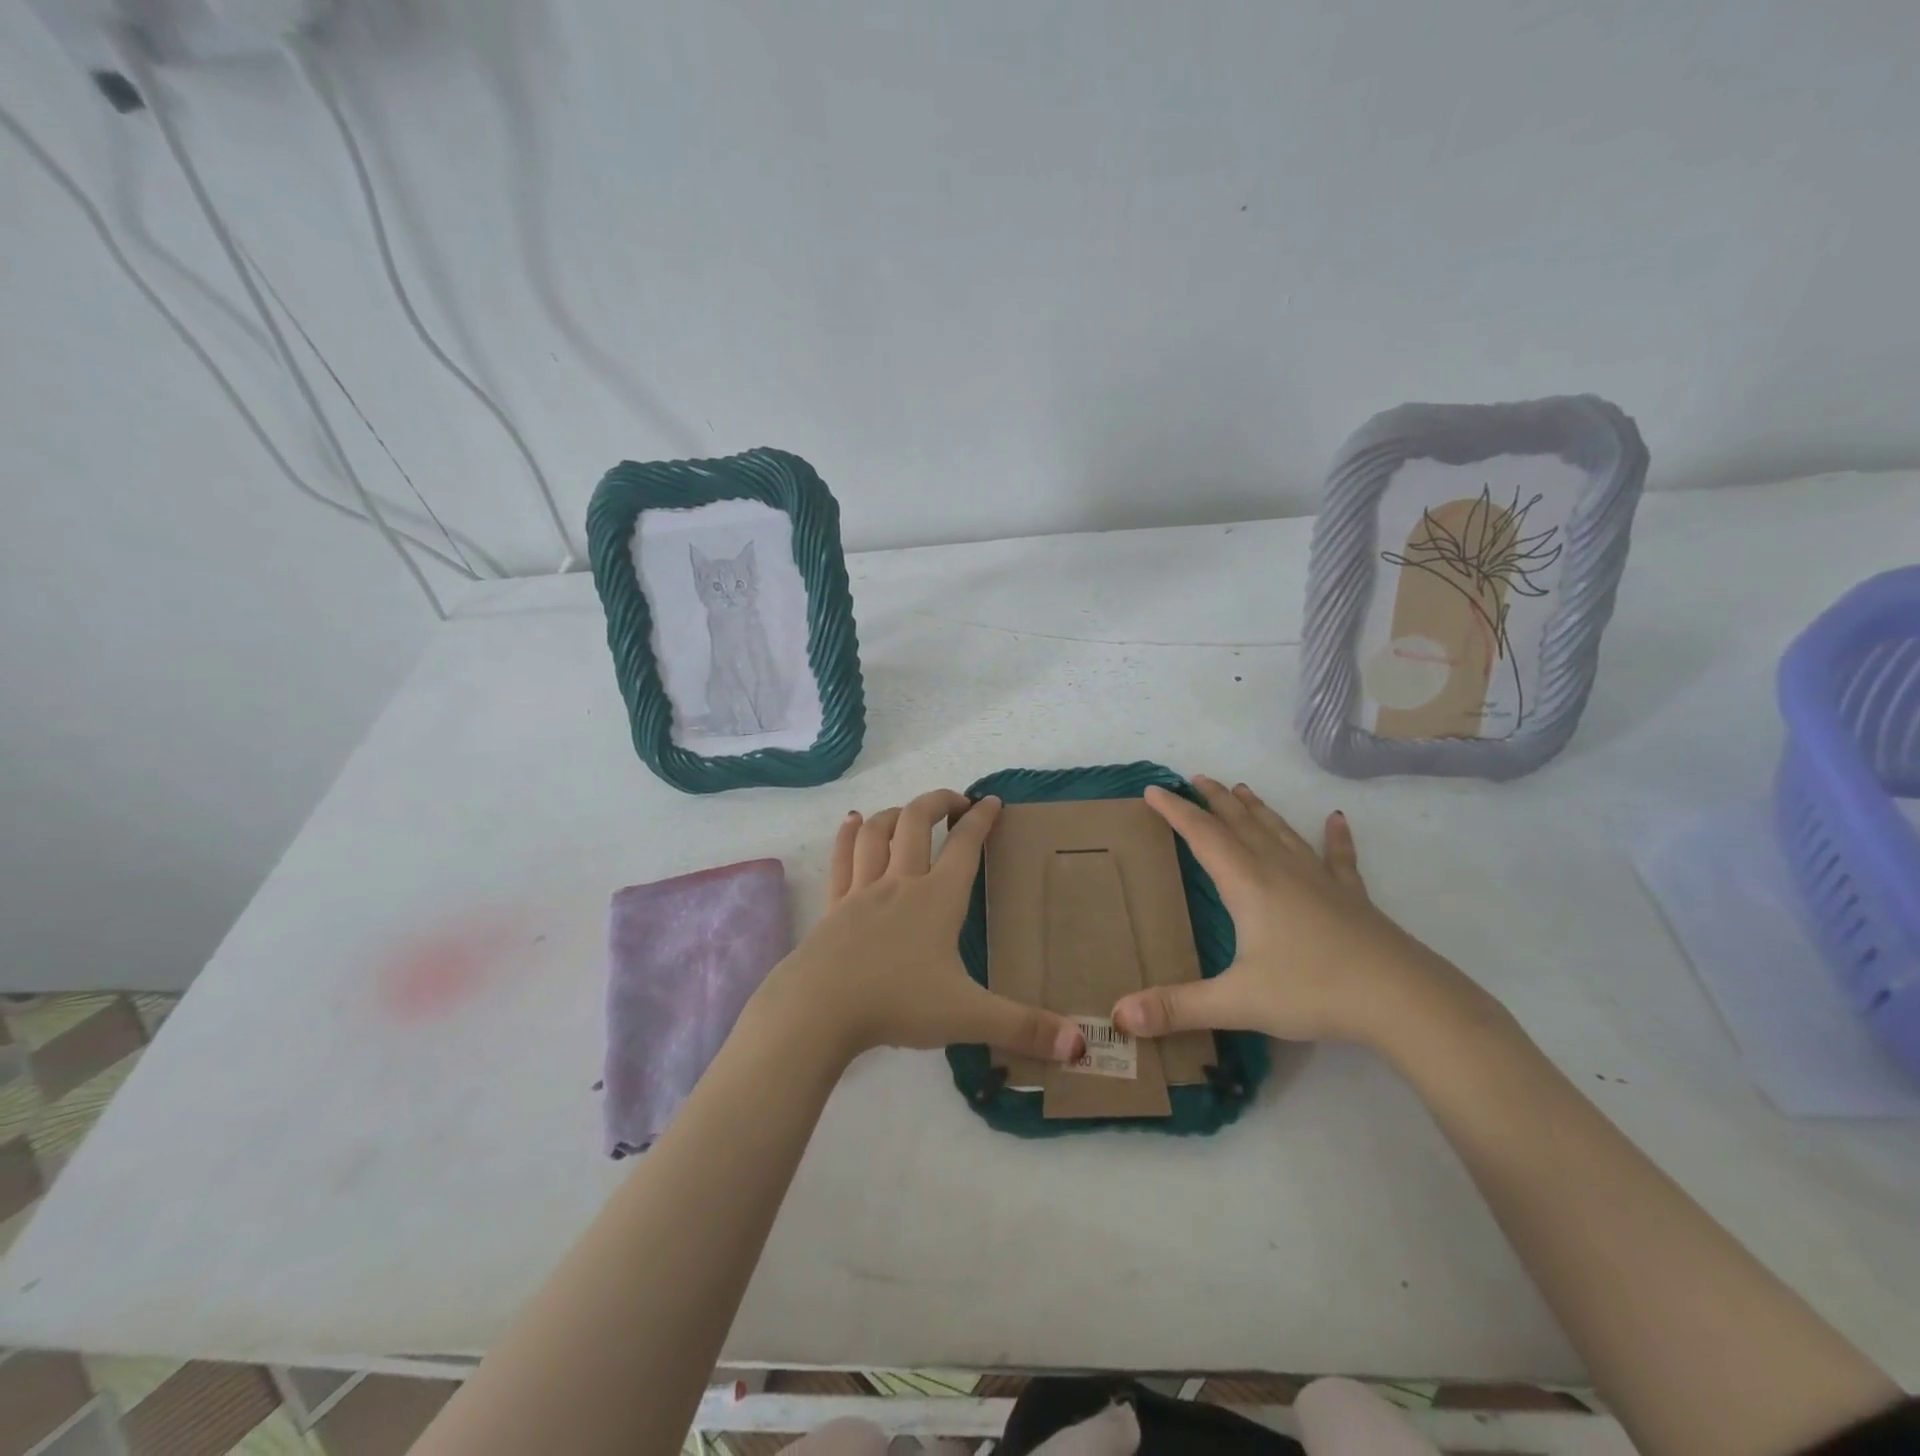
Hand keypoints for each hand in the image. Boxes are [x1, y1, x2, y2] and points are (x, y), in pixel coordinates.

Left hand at [755, 790, 1086, 1066]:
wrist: (820, 1009)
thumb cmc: (897, 1004)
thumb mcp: (968, 1016)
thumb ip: (1023, 1027)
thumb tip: (1080, 1046)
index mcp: (938, 899)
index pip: (965, 845)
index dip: (981, 819)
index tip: (992, 801)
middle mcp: (901, 883)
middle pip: (917, 822)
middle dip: (939, 802)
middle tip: (956, 802)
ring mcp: (862, 891)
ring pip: (878, 832)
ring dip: (895, 813)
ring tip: (908, 812)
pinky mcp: (834, 906)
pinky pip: (842, 858)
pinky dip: (850, 835)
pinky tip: (853, 821)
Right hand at [1112, 776, 1475, 1047]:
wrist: (1403, 999)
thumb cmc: (1313, 990)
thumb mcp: (1237, 1001)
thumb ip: (1177, 1007)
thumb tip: (1120, 1015)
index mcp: (1247, 884)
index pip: (1202, 835)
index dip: (1175, 811)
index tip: (1152, 789)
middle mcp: (1279, 869)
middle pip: (1240, 823)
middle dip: (1214, 800)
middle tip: (1195, 778)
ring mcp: (1319, 879)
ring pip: (1280, 832)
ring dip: (1257, 809)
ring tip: (1242, 789)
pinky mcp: (1351, 896)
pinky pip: (1338, 857)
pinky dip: (1336, 836)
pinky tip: (1337, 818)